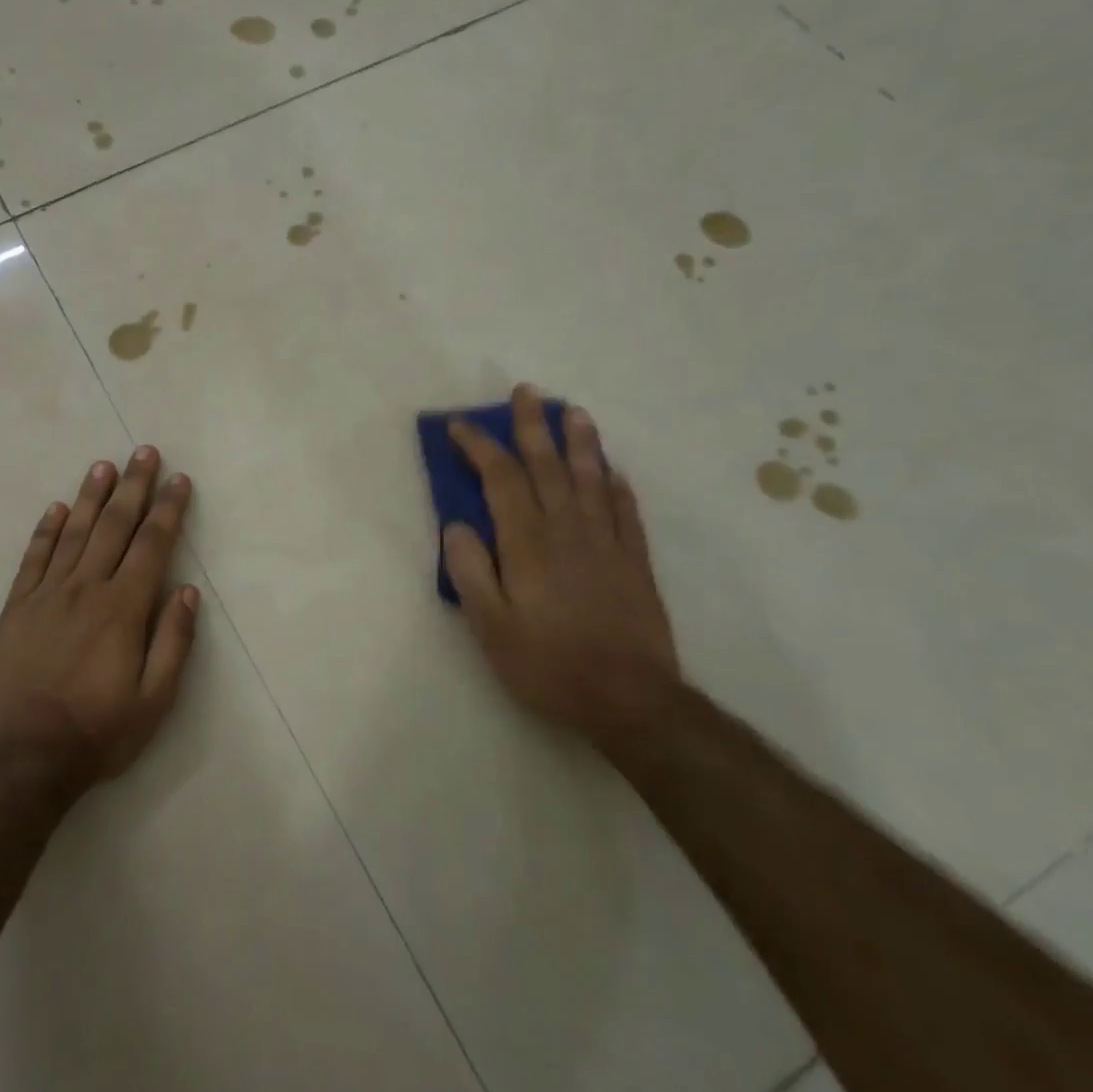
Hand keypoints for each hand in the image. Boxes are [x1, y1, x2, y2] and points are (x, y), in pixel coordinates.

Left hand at [0, 447, 198, 781]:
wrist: (24, 759)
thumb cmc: (99, 732)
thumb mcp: (155, 701)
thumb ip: (173, 642)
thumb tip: (187, 591)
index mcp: (123, 609)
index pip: (152, 545)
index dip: (168, 509)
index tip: (178, 480)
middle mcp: (86, 589)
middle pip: (115, 526)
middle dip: (134, 487)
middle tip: (144, 452)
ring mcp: (46, 596)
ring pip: (74, 533)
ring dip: (92, 497)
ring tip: (105, 466)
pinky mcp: (16, 609)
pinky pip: (33, 559)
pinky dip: (46, 530)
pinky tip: (57, 508)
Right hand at [443, 386, 680, 746]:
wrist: (629, 698)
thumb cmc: (548, 663)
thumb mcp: (490, 626)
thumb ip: (470, 571)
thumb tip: (457, 525)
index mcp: (527, 542)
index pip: (500, 478)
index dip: (480, 446)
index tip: (460, 425)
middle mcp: (567, 529)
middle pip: (548, 465)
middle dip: (532, 426)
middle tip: (526, 392)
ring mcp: (607, 542)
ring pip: (591, 478)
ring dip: (580, 441)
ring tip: (573, 411)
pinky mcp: (635, 561)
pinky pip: (627, 511)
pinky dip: (618, 485)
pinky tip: (613, 471)